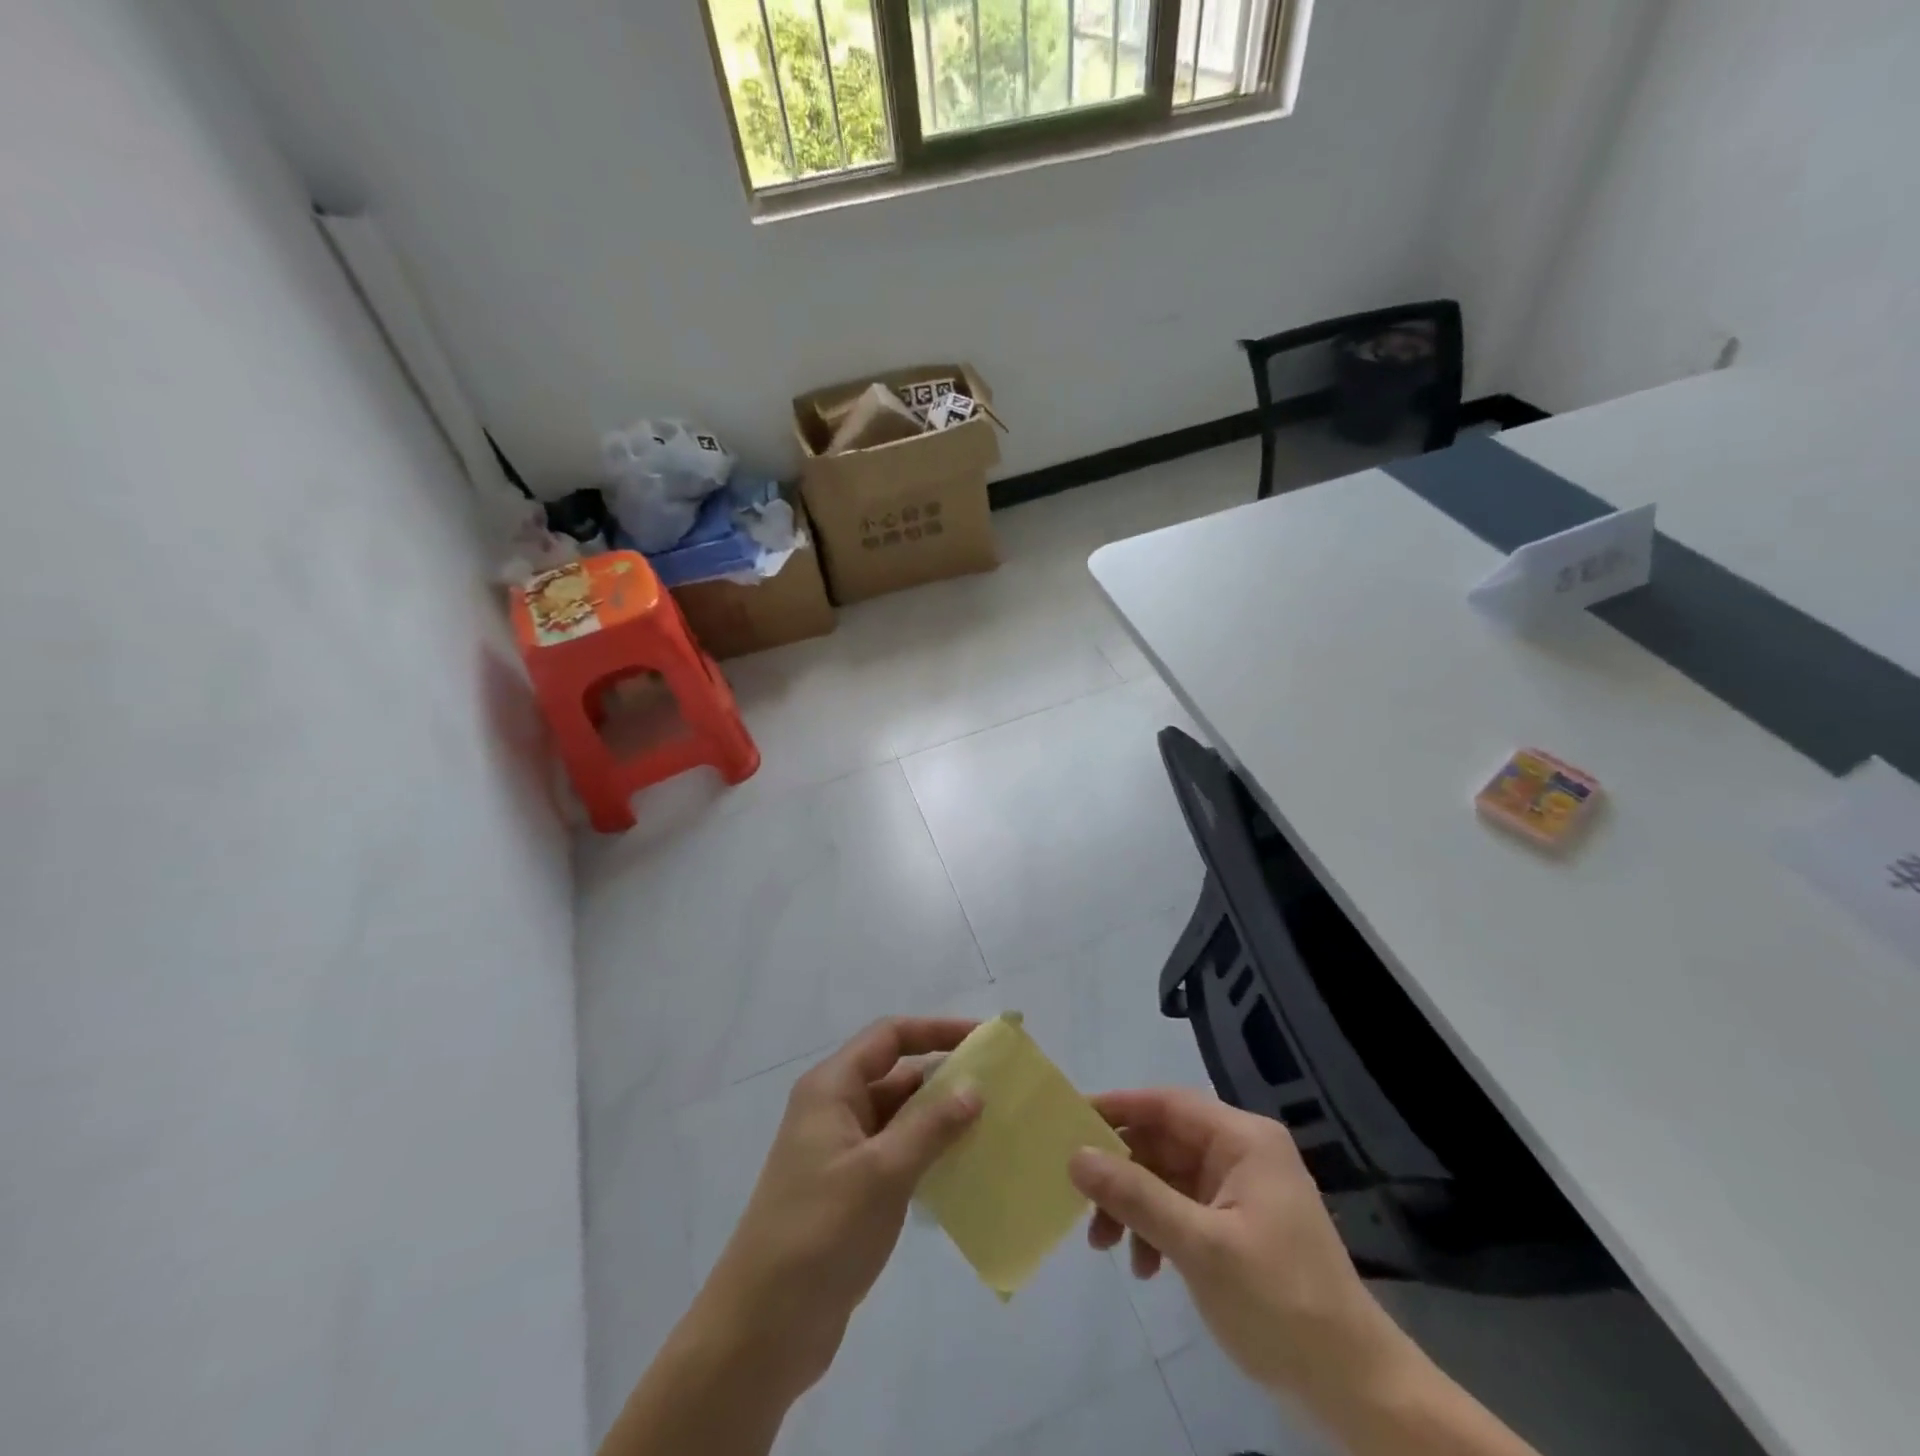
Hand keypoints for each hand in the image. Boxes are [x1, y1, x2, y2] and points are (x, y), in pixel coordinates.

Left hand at [696, 1016, 982, 1399]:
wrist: (762, 1329)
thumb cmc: (821, 1232)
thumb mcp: (883, 1172)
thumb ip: (931, 1126)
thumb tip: (974, 1088)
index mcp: (831, 1088)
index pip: (889, 1037)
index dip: (935, 1031)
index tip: (981, 1039)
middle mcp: (833, 1110)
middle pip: (895, 1075)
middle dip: (943, 1077)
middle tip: (998, 1088)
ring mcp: (839, 1152)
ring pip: (898, 1118)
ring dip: (939, 1120)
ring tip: (991, 1127)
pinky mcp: (848, 1191)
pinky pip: (895, 1155)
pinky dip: (927, 1154)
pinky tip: (963, 1170)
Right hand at [1070, 1088, 1415, 1411]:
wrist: (1354, 1389)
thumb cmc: (1279, 1302)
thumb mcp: (1199, 1247)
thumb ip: (1136, 1197)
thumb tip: (1076, 1156)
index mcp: (1243, 1140)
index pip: (1167, 1104)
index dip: (1117, 1108)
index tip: (1070, 1122)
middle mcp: (1241, 1153)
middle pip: (1162, 1141)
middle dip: (1120, 1172)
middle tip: (1081, 1202)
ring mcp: (1240, 1190)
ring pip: (1166, 1177)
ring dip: (1133, 1206)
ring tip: (1105, 1247)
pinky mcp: (1237, 1225)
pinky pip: (1181, 1208)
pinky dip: (1156, 1230)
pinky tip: (1144, 1267)